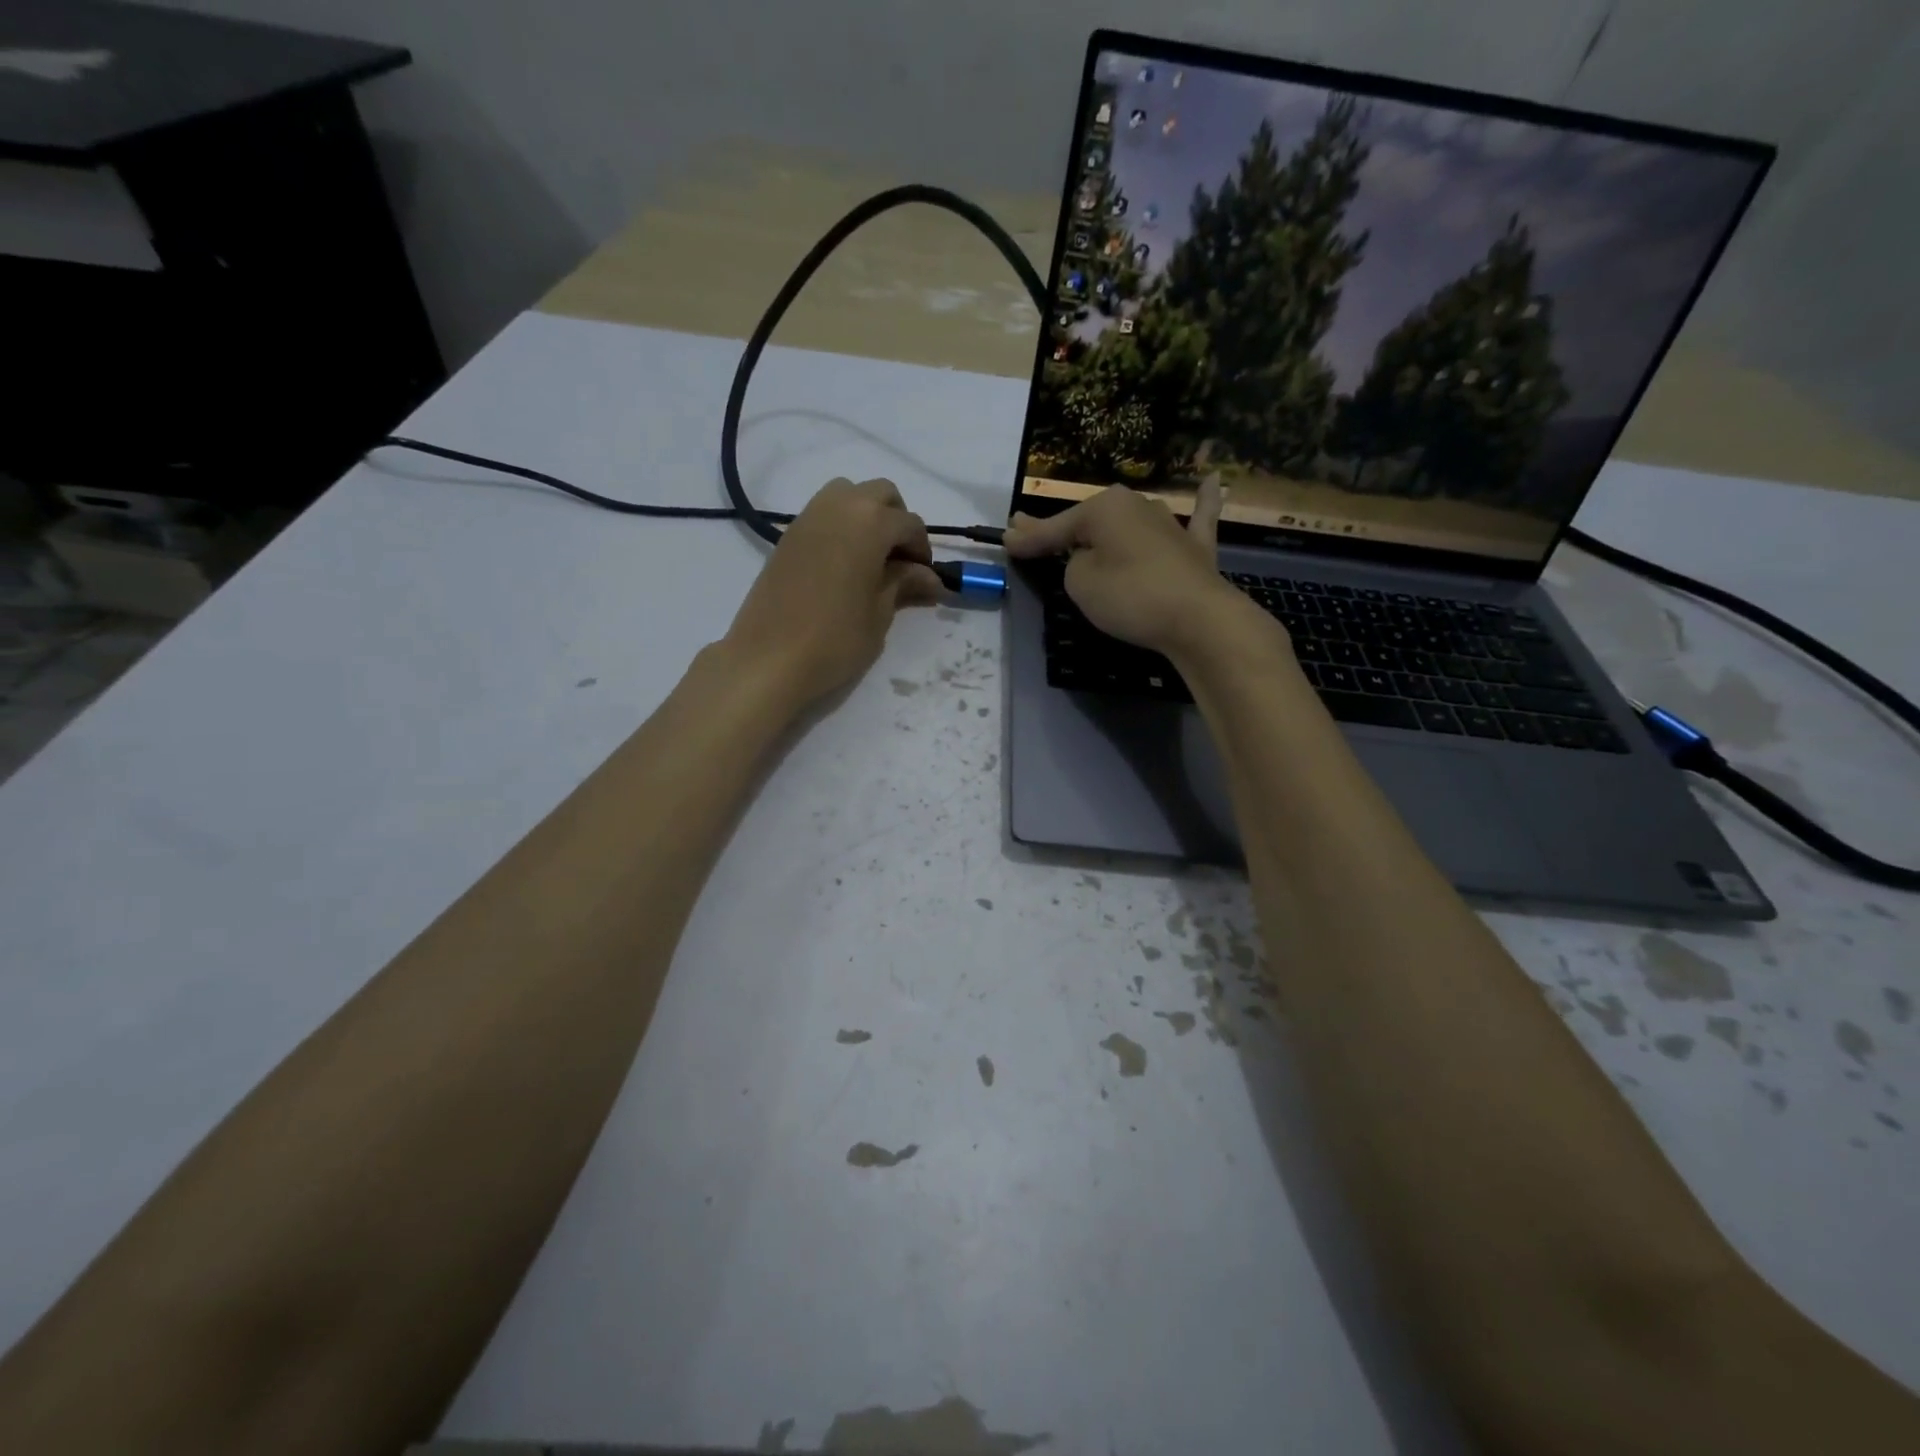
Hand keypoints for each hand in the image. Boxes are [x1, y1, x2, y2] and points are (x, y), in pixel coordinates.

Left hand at [723, 477, 942, 704]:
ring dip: (867, 517)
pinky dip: (841, 527)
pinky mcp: (788, 535)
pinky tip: (844, 565)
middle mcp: (839, 506)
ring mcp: (808, 517)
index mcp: (870, 522)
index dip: (922, 551)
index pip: (909, 524)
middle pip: (880, 494)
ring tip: (871, 559)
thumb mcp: (880, 614)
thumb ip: (903, 584)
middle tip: (901, 562)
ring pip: (848, 496)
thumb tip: (930, 577)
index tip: (926, 579)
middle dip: (897, 521)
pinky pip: (824, 514)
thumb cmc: (835, 639)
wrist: (769, 658)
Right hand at [1003, 478, 1261, 659]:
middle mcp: (1137, 505)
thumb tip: (1088, 559)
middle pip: (1091, 521)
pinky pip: (1197, 518)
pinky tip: (1211, 479)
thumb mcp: (1080, 584)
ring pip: (1130, 523)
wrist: (1197, 619)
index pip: (1056, 527)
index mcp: (1104, 508)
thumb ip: (1074, 565)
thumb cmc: (1130, 596)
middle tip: (1030, 532)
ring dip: (1110, 526)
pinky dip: (1203, 502)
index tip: (1005, 539)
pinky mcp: (1196, 548)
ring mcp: (1171, 524)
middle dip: (1062, 529)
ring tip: (1085, 530)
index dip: (1028, 538)